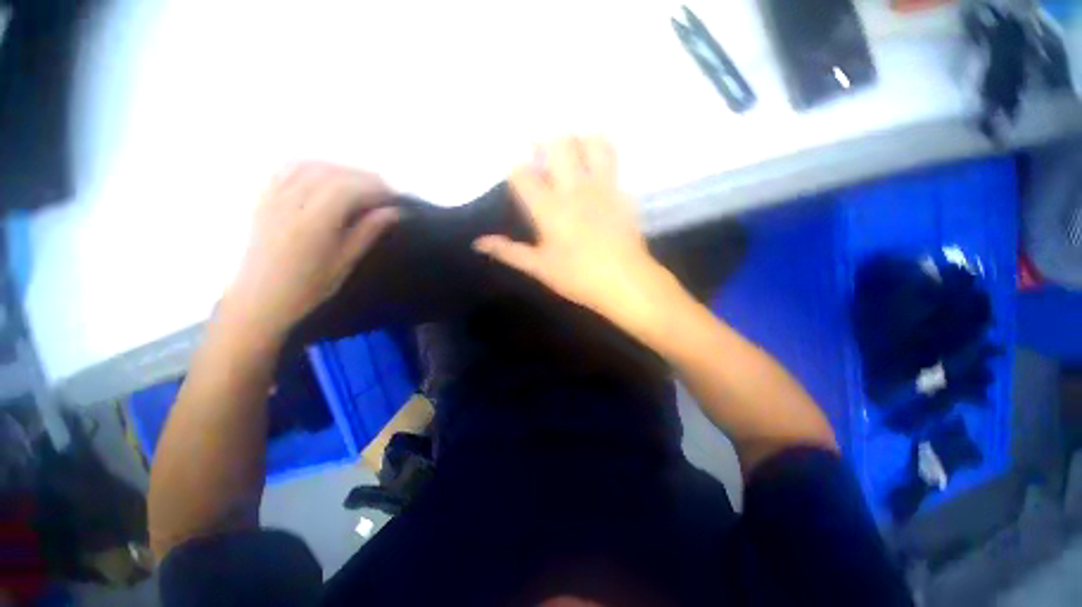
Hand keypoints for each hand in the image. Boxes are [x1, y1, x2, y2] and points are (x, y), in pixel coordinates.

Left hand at [225, 163, 398, 335]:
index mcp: (312, 225)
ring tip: (360, 182)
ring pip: (309, 165)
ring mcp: (272, 198)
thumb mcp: (344, 264)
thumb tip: (393, 212)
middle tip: (384, 190)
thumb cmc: (307, 289)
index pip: (347, 189)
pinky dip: (313, 166)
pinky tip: (327, 176)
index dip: (374, 188)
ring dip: (339, 168)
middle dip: (362, 176)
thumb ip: (367, 233)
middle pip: (330, 173)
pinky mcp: (263, 199)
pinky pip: (287, 169)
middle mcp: (289, 204)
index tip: (394, 197)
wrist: (258, 300)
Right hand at [473, 137, 680, 340]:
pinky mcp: (623, 193)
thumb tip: (478, 244)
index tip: (517, 176)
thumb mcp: (539, 268)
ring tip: (573, 153)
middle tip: (542, 155)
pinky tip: (598, 170)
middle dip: (545, 143)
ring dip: (580, 141)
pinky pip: (614, 163)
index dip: (516, 170)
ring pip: (593, 143)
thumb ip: (509, 252)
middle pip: (558, 145)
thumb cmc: (578, 277)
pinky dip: (603, 158)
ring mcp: (602, 187)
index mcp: (549, 208)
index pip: (522, 174)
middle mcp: (574, 189)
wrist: (625, 282)